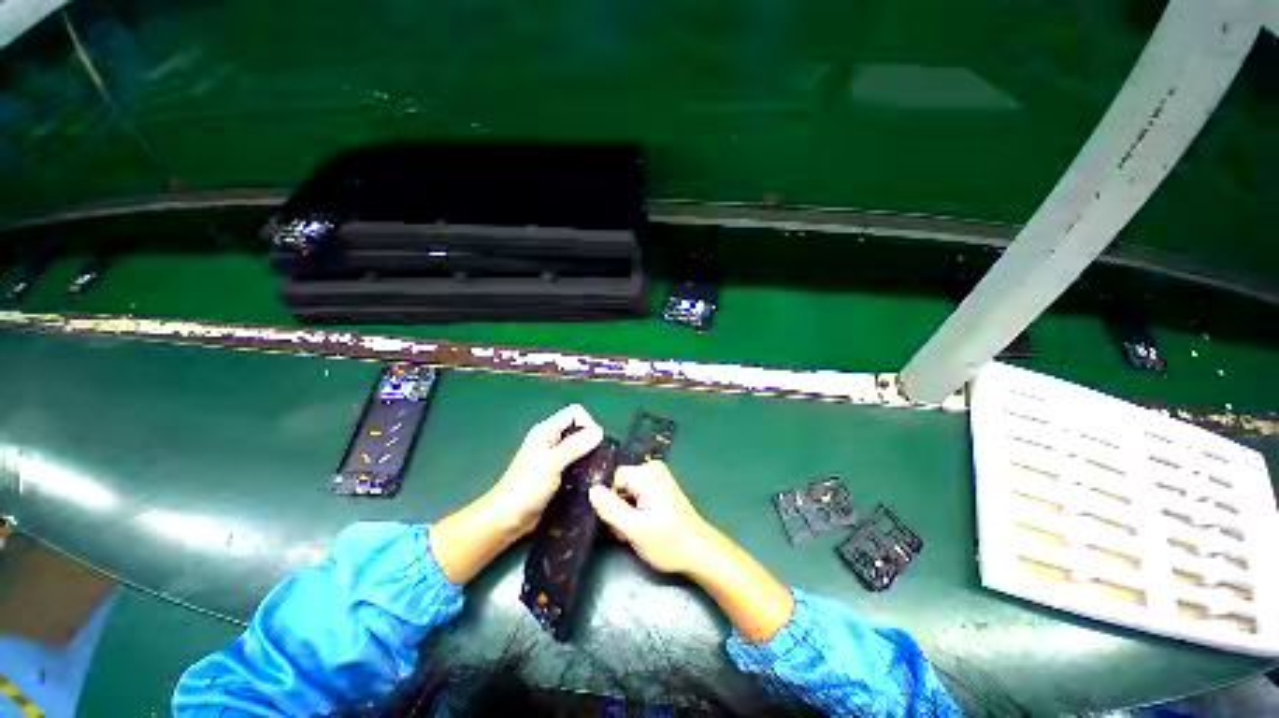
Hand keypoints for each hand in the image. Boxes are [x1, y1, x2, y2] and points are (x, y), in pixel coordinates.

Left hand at [481, 404, 603, 537]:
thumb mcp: (551, 463)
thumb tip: (599, 431)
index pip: (574, 413)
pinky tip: (590, 478)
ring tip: (598, 469)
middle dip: (591, 439)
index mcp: (546, 431)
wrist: (507, 519)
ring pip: (579, 447)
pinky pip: (576, 463)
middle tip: (599, 457)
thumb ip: (574, 446)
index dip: (587, 422)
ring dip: (589, 455)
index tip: (595, 442)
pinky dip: (585, 467)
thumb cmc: (525, 488)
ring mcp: (554, 457)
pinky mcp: (557, 473)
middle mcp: (551, 440)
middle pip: (578, 429)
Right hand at [588, 461, 715, 574]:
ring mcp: (657, 479)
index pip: (612, 478)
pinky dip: (633, 513)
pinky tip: (639, 529)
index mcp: (647, 472)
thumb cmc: (669, 542)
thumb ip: (610, 508)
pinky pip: (636, 496)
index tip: (612, 522)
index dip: (607, 500)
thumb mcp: (634, 528)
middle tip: (625, 532)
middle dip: (617, 509)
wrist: (700, 553)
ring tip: (633, 533)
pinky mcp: (659, 489)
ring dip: (624, 514)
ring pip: (625, 493)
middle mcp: (652, 469)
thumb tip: (591, 490)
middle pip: (619, 485)